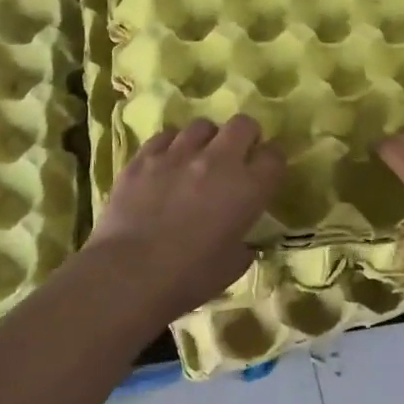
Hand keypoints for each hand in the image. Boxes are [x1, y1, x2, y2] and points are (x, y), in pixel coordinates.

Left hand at [86, 115, 284, 316]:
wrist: (128, 275)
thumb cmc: (187, 279)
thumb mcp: (231, 267)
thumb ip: (244, 244)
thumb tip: (242, 239)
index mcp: (247, 189)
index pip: (274, 156)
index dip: (272, 162)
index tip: (265, 172)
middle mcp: (218, 161)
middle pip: (242, 125)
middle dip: (245, 136)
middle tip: (236, 156)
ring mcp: (178, 154)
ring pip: (202, 126)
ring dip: (206, 140)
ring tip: (197, 158)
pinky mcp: (144, 157)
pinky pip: (165, 136)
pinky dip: (171, 146)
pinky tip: (166, 163)